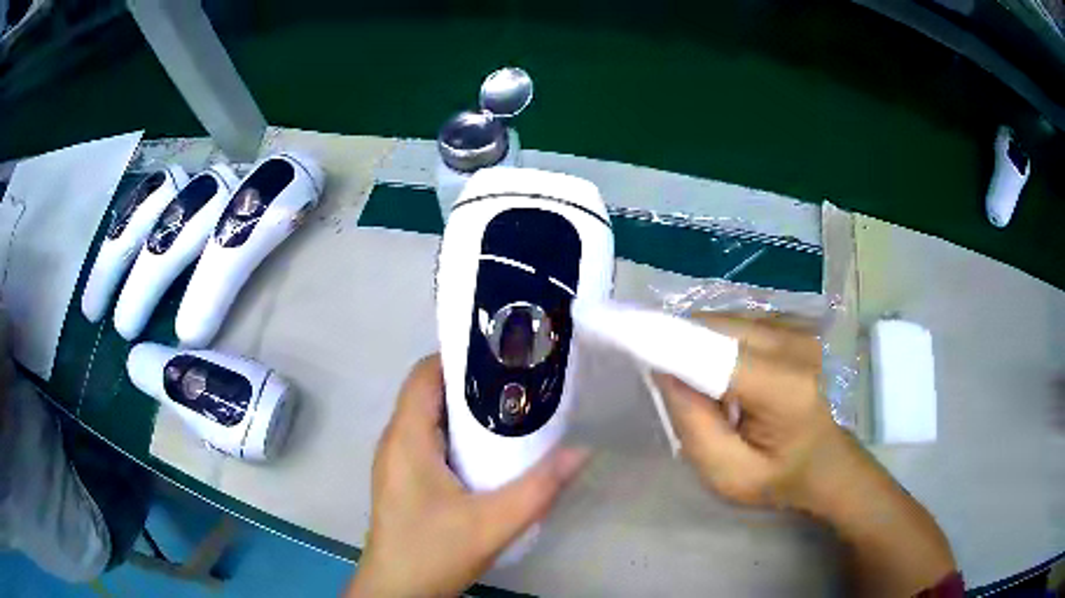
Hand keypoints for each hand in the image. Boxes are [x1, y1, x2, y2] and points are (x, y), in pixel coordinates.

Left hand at [346, 355, 587, 597]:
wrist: (398, 592)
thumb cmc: (433, 552)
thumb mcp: (492, 523)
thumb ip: (539, 488)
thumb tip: (583, 450)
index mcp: (406, 438)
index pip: (425, 373)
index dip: (460, 356)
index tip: (504, 354)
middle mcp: (396, 441)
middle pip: (430, 393)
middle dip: (473, 383)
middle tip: (522, 383)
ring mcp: (398, 463)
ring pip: (431, 419)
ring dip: (468, 412)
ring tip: (516, 412)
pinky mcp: (405, 481)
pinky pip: (431, 443)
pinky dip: (460, 437)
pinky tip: (492, 454)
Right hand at [657, 313, 956, 594]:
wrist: (825, 463)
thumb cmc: (779, 478)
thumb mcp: (726, 474)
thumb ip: (692, 424)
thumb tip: (664, 369)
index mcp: (784, 388)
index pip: (714, 352)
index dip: (666, 343)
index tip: (622, 338)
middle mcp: (793, 345)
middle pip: (716, 327)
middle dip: (680, 345)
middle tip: (664, 381)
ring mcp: (796, 330)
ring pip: (725, 320)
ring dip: (698, 343)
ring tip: (696, 382)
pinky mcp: (792, 326)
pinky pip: (738, 322)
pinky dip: (717, 340)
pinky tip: (720, 370)